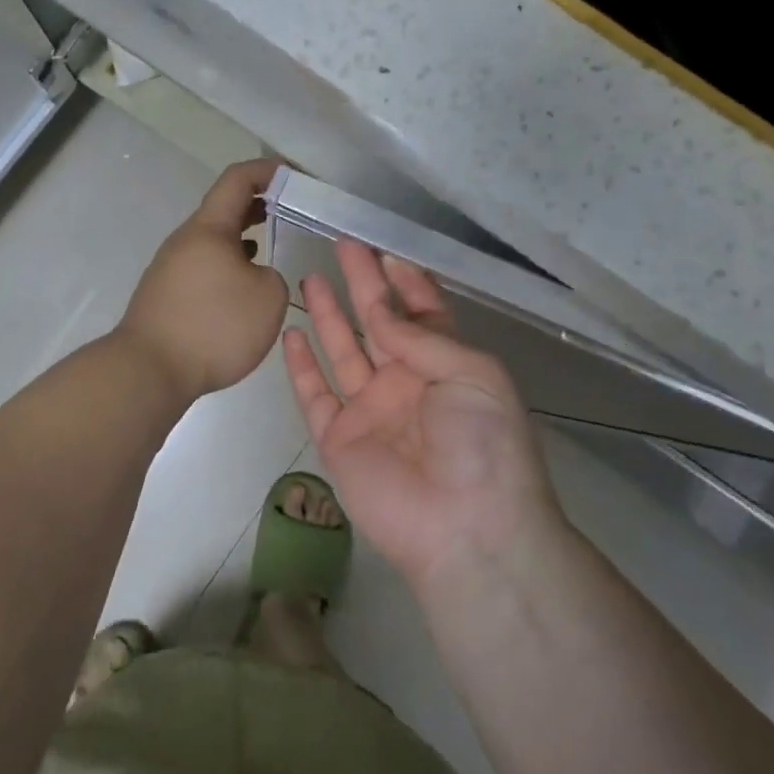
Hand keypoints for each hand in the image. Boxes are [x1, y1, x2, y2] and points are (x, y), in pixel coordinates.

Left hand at [118, 158, 290, 401]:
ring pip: (213, 240)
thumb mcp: (268, 297)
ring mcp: (170, 266)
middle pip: (223, 208)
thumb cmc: (214, 326)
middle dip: (258, 204)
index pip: (238, 179)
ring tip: (269, 246)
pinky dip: (227, 264)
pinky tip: (241, 286)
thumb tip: (254, 276)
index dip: (268, 170)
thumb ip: (273, 275)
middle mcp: (185, 240)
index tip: (295, 176)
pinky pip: (203, 265)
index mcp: (209, 228)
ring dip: (242, 237)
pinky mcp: (166, 293)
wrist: (149, 370)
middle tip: (289, 211)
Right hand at [282, 239, 565, 595]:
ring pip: (343, 352)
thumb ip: (421, 335)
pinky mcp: (339, 440)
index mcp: (446, 365)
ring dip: (328, 315)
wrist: (466, 528)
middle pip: (378, 323)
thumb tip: (380, 310)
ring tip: (311, 277)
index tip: (384, 250)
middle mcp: (406, 382)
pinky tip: (290, 334)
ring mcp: (370, 411)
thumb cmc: (483, 442)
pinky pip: (315, 395)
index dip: (405, 282)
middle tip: (342, 244)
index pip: (422, 313)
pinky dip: (300, 367)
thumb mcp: (472, 373)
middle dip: (362, 283)